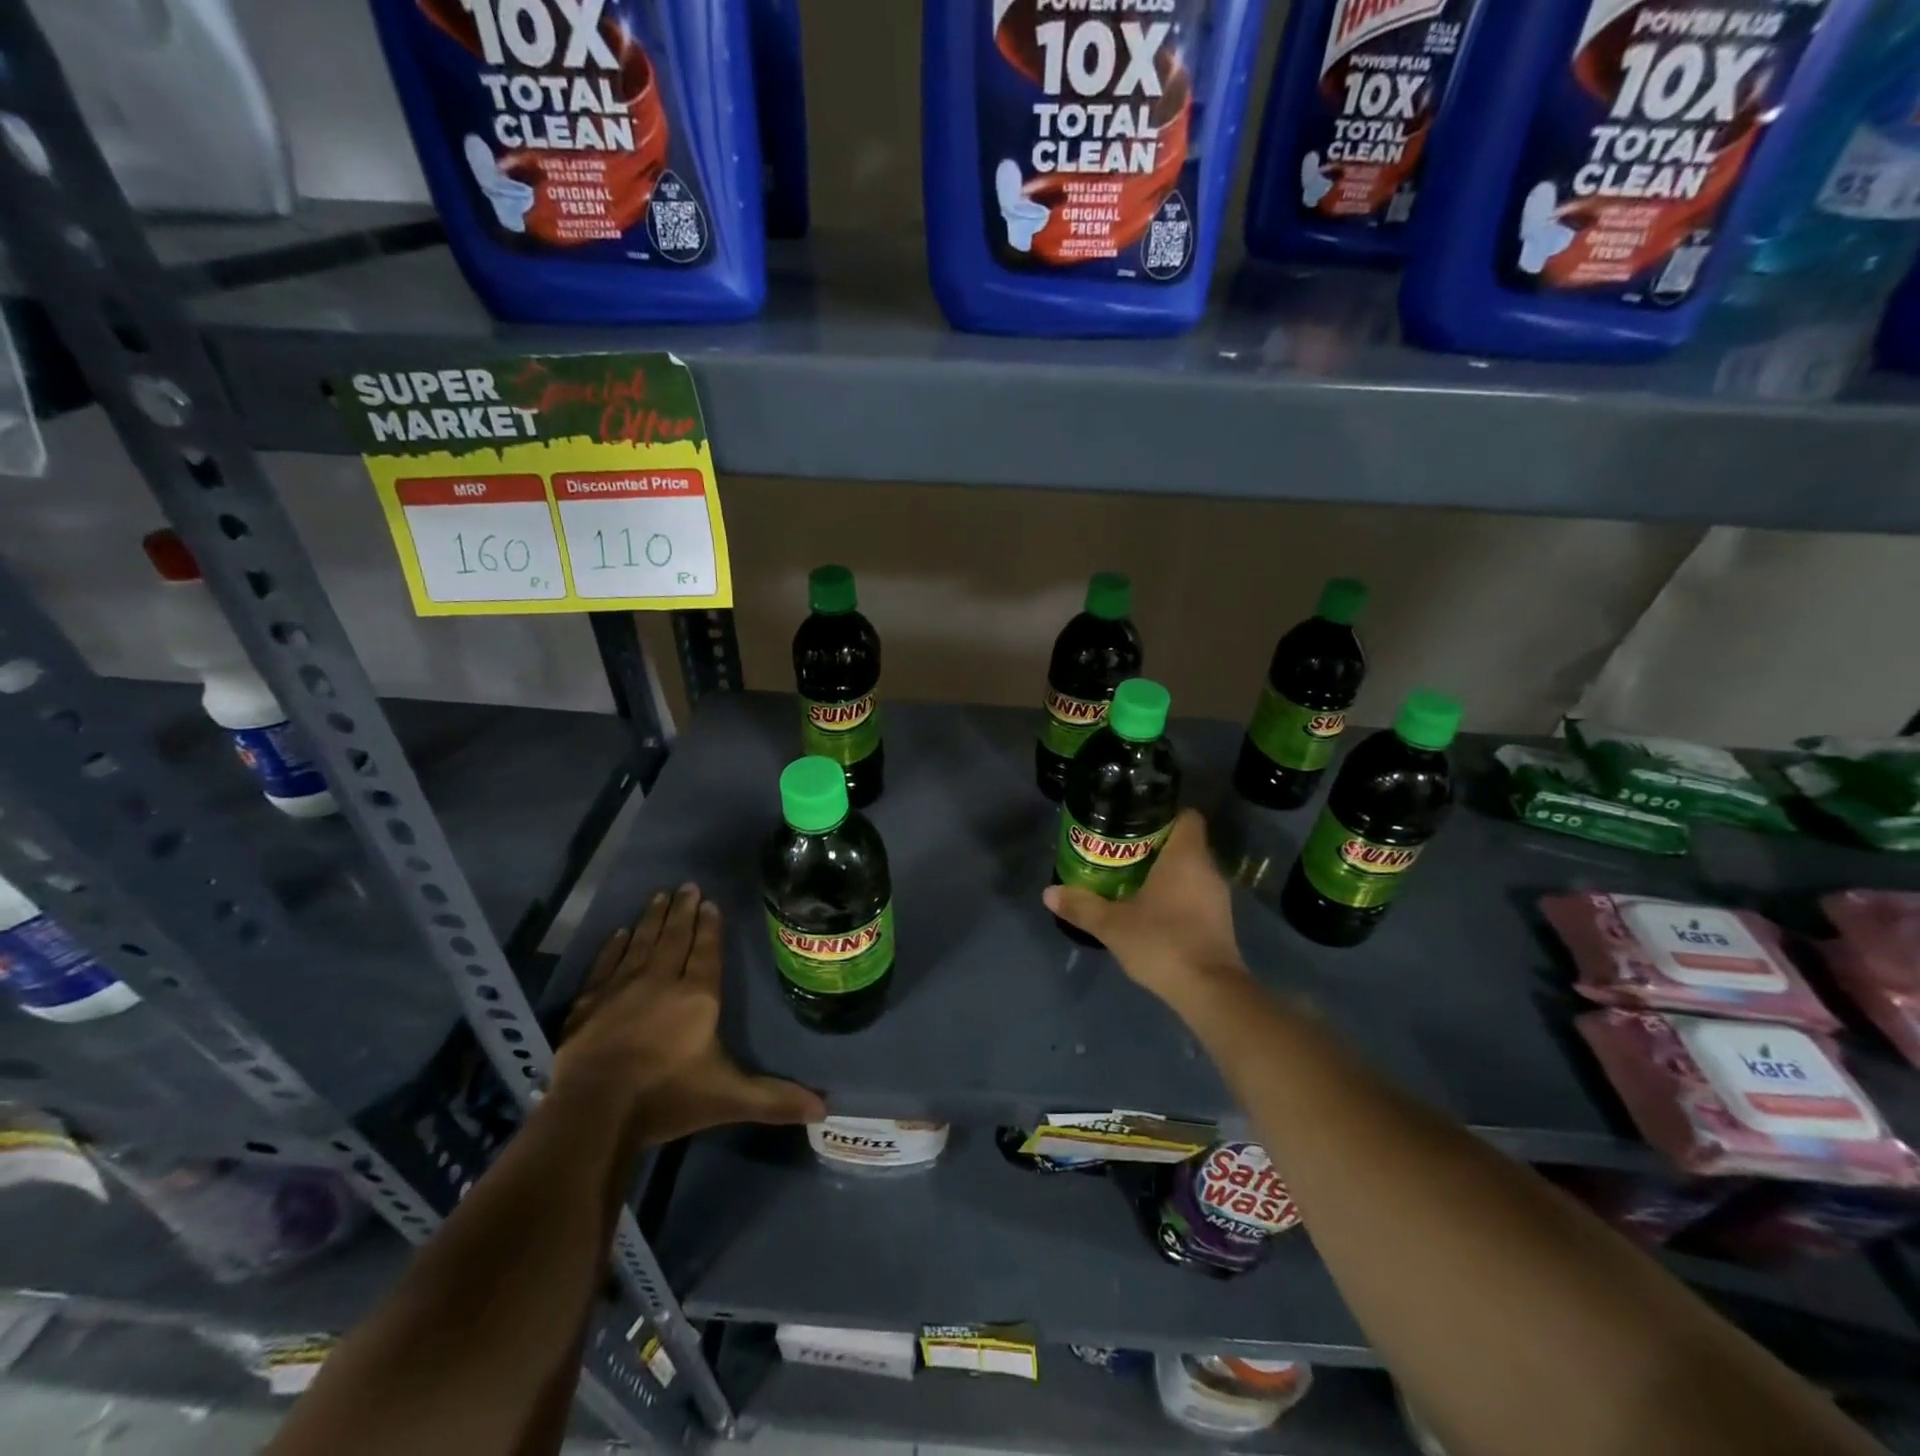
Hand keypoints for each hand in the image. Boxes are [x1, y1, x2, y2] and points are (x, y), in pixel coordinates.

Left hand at [553, 885, 824, 1145]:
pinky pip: (605, 965)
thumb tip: (825, 1109)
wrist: (594, 1113)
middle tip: (686, 885)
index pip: (706, 951)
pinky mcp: (588, 1005)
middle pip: (674, 938)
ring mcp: (620, 990)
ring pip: (641, 944)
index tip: (709, 902)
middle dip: (682, 911)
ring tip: (659, 896)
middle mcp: (660, 982)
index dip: (710, 926)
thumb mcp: (729, 1098)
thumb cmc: (668, 1097)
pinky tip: (619, 933)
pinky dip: (613, 947)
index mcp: (697, 997)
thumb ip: (774, 1099)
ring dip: (652, 919)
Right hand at [1043, 810, 1247, 1012]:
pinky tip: (1151, 909)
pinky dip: (1176, 894)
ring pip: (1190, 869)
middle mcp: (1207, 868)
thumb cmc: (1162, 942)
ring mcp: (1218, 896)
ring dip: (1165, 871)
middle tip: (1120, 851)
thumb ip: (1081, 906)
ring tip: (1130, 878)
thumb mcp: (1113, 925)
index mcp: (1186, 856)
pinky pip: (1196, 892)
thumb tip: (1048, 892)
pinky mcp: (1220, 920)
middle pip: (1184, 842)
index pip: (1186, 816)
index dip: (1162, 814)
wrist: (1209, 991)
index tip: (1133, 822)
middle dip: (1154, 844)